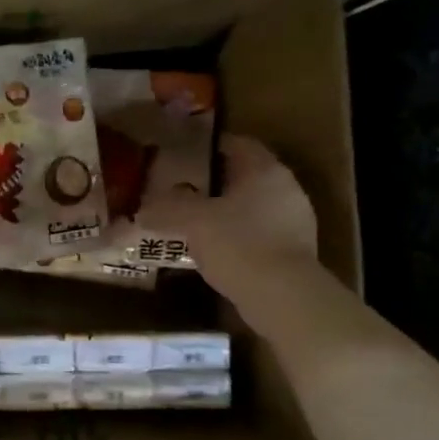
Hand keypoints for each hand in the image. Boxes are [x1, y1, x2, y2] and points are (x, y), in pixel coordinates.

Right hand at [139, 134, 319, 299]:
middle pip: (245, 176)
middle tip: (183, 191)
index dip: (209, 147)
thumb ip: (167, 209)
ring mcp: (295, 221)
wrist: (282, 296)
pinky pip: (259, 233)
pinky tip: (216, 251)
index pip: (238, 144)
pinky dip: (238, 236)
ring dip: (227, 212)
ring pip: (253, 206)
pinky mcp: (295, 251)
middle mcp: (286, 188)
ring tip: (195, 224)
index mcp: (265, 170)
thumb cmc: (238, 244)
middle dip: (215, 182)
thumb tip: (143, 209)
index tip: (184, 157)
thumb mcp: (193, 221)